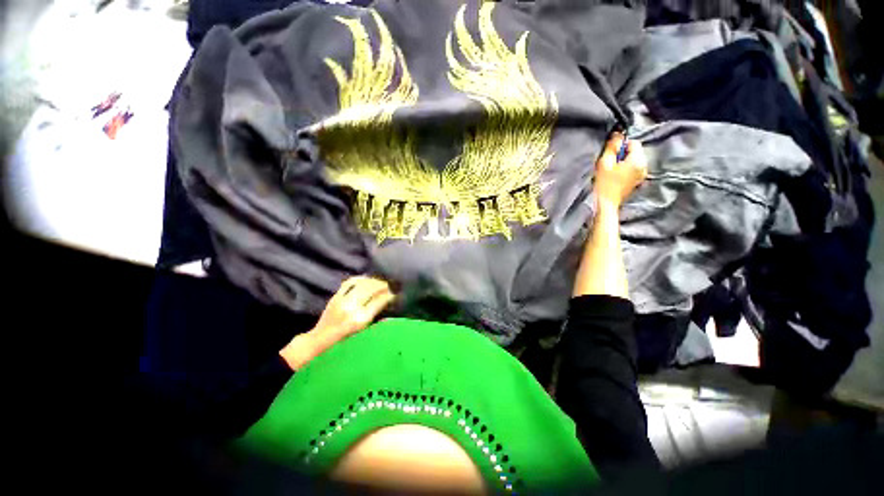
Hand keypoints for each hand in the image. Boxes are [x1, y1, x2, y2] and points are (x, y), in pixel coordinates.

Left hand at [280, 276, 395, 369]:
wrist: (318, 343)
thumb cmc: (343, 344)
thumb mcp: (363, 335)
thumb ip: (376, 320)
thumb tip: (390, 306)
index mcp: (360, 320)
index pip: (380, 300)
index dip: (391, 293)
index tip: (398, 291)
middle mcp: (352, 307)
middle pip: (372, 288)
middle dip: (384, 284)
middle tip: (393, 283)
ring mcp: (342, 300)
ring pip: (363, 283)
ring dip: (374, 280)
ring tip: (382, 280)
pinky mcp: (335, 297)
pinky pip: (350, 282)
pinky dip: (361, 278)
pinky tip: (368, 279)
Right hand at [594, 132, 647, 209]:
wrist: (607, 203)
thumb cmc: (604, 183)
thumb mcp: (605, 163)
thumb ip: (612, 147)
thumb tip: (617, 134)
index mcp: (638, 160)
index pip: (634, 142)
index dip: (622, 145)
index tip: (610, 153)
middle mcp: (644, 165)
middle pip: (635, 151)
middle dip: (623, 153)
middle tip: (610, 162)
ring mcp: (642, 174)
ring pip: (634, 159)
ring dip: (624, 161)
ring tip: (612, 169)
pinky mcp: (638, 180)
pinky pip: (634, 168)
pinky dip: (626, 168)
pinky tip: (616, 175)